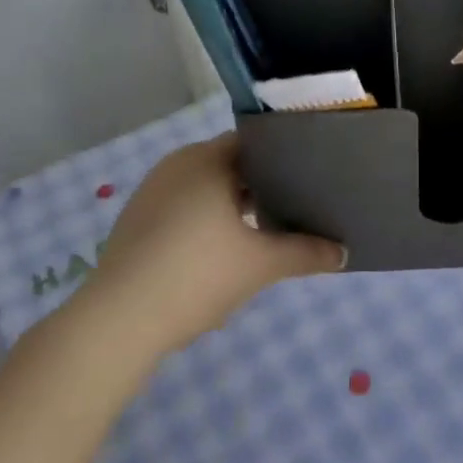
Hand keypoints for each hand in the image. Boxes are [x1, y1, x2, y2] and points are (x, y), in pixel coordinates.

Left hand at [91, 132, 345, 352]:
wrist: (120, 319)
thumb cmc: (196, 275)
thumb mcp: (260, 265)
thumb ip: (304, 253)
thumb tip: (343, 252)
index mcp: (207, 159)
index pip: (253, 143)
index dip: (282, 157)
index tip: (307, 176)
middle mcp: (177, 163)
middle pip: (228, 164)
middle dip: (258, 184)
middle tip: (292, 206)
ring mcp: (152, 190)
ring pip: (204, 186)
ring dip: (230, 204)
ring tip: (260, 230)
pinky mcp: (136, 218)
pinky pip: (181, 204)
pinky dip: (203, 218)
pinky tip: (217, 251)